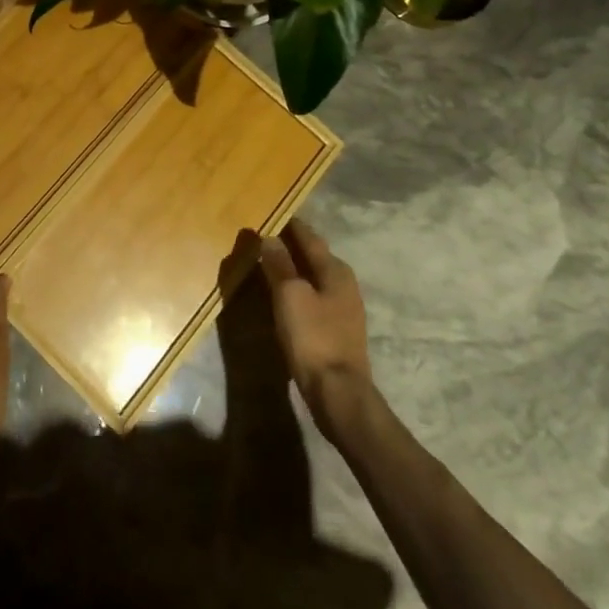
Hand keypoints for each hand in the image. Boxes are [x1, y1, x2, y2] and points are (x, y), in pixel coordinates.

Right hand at [259, 220, 375, 423]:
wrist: (338, 394)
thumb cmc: (313, 337)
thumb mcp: (290, 294)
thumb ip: (279, 264)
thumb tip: (269, 237)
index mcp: (335, 270)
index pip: (309, 237)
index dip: (290, 225)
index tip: (271, 214)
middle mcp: (344, 284)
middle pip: (313, 256)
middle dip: (291, 246)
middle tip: (264, 237)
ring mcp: (343, 309)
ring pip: (313, 277)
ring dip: (293, 269)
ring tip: (268, 263)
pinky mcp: (337, 330)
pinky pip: (313, 297)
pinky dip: (297, 289)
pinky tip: (283, 295)